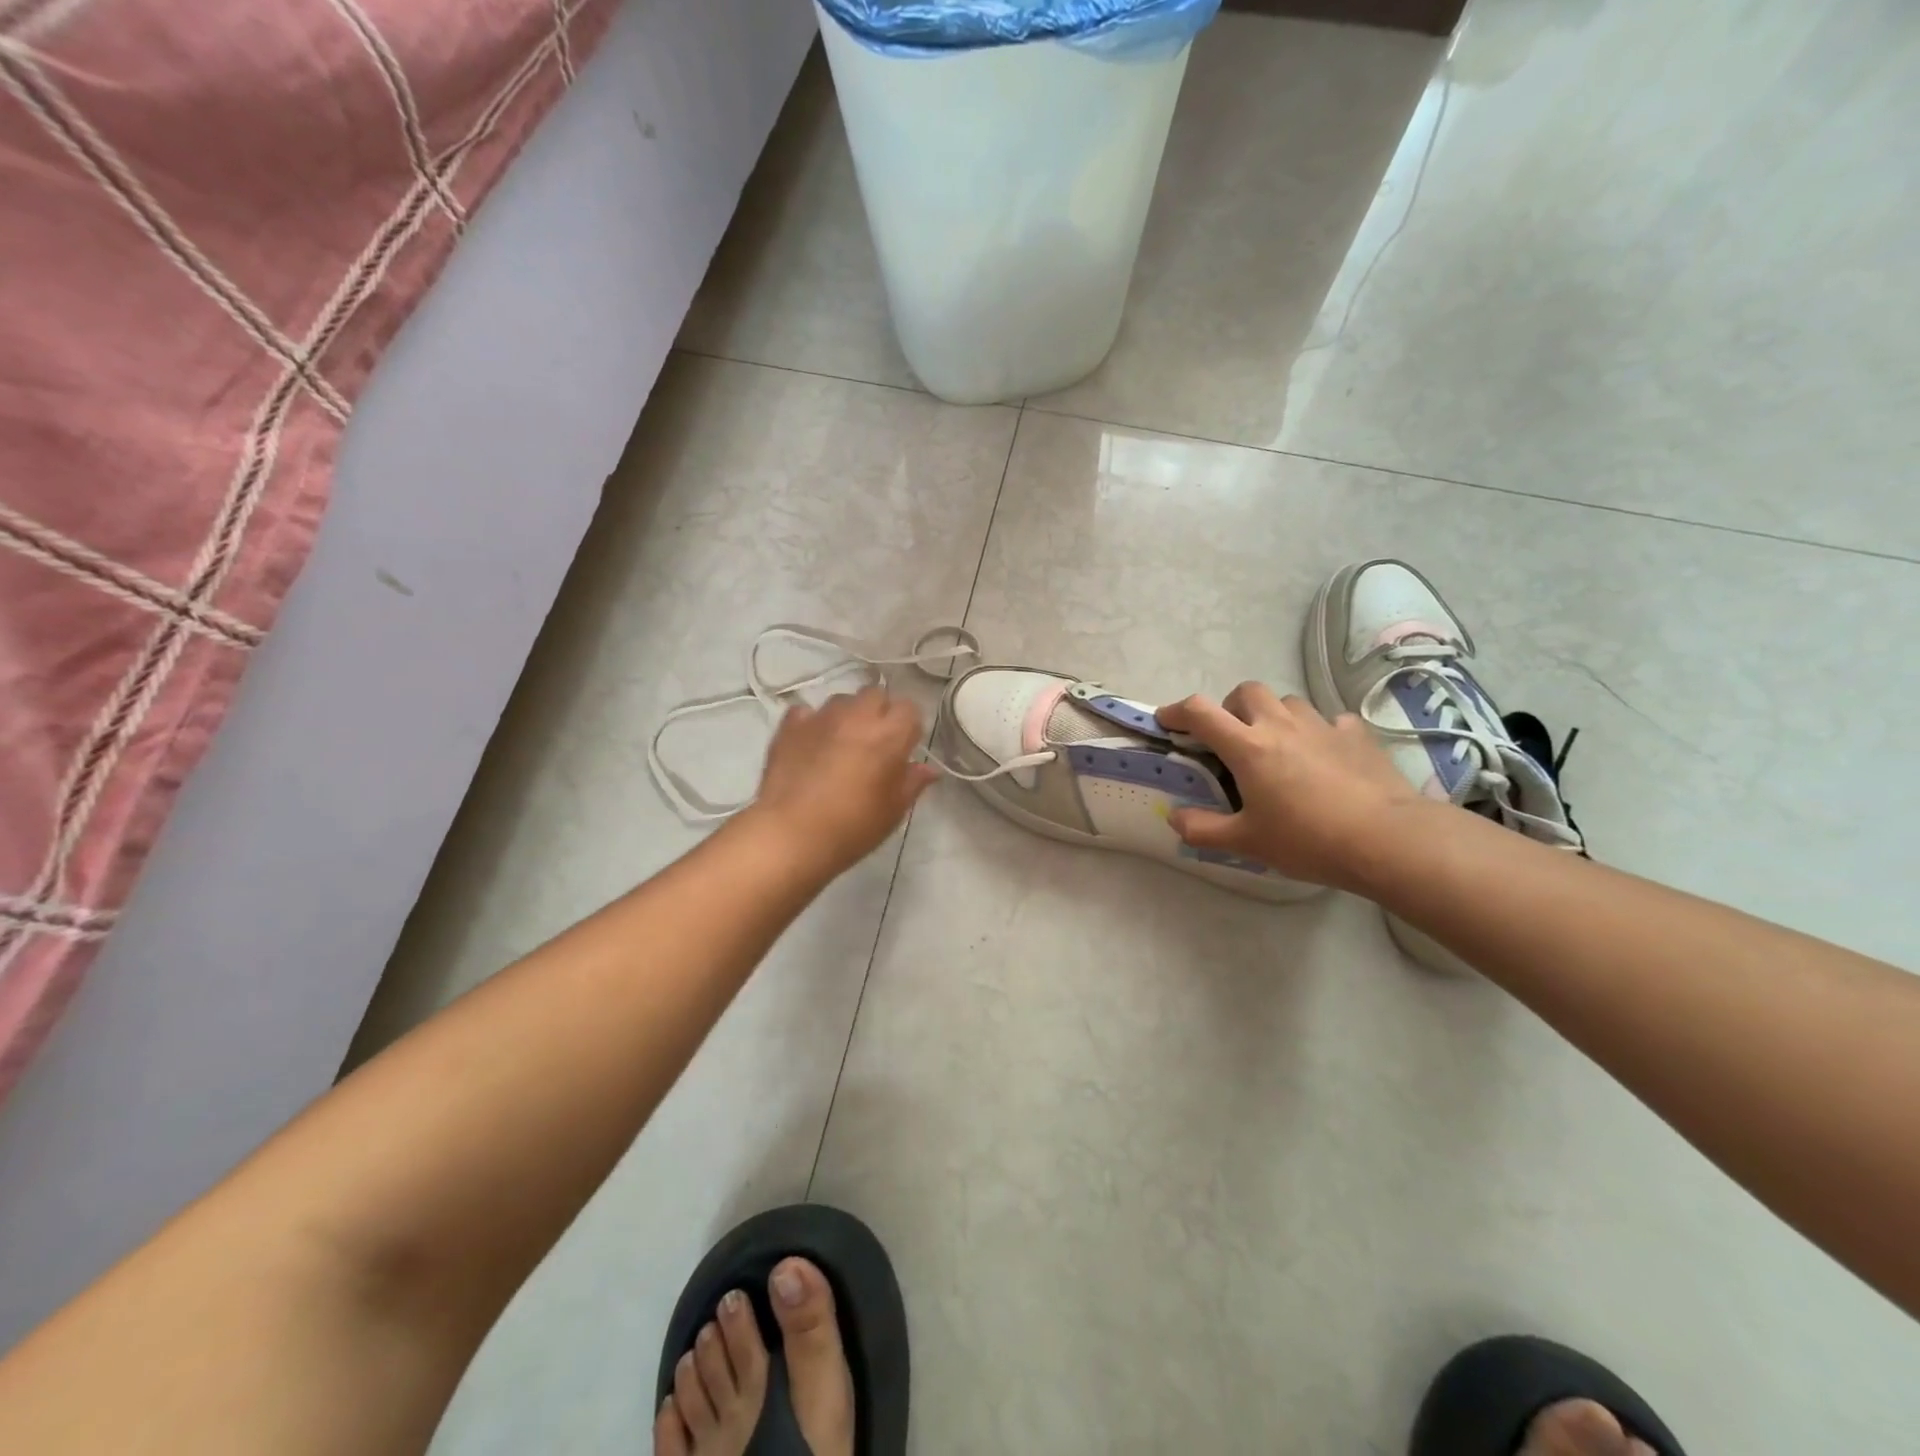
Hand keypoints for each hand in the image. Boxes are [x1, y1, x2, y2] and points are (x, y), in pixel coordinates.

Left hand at [746, 687, 938, 876]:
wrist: (791, 835)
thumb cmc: (852, 827)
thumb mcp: (893, 811)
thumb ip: (912, 783)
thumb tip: (928, 769)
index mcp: (889, 735)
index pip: (910, 709)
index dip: (908, 726)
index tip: (904, 748)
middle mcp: (857, 717)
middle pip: (876, 695)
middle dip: (879, 712)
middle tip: (874, 742)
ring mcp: (820, 718)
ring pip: (842, 700)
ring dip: (847, 716)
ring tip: (841, 743)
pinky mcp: (789, 726)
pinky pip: (806, 712)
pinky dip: (812, 723)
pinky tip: (810, 744)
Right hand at [1157, 683, 1422, 891]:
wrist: (1388, 839)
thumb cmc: (1308, 839)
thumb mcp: (1246, 842)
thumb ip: (1203, 829)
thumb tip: (1174, 817)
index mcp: (1247, 747)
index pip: (1200, 712)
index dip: (1176, 711)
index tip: (1166, 721)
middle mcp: (1280, 724)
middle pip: (1245, 691)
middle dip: (1230, 707)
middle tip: (1231, 737)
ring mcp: (1321, 725)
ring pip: (1287, 701)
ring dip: (1273, 715)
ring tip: (1277, 746)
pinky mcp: (1355, 734)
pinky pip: (1329, 720)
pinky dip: (1317, 731)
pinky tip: (1323, 756)